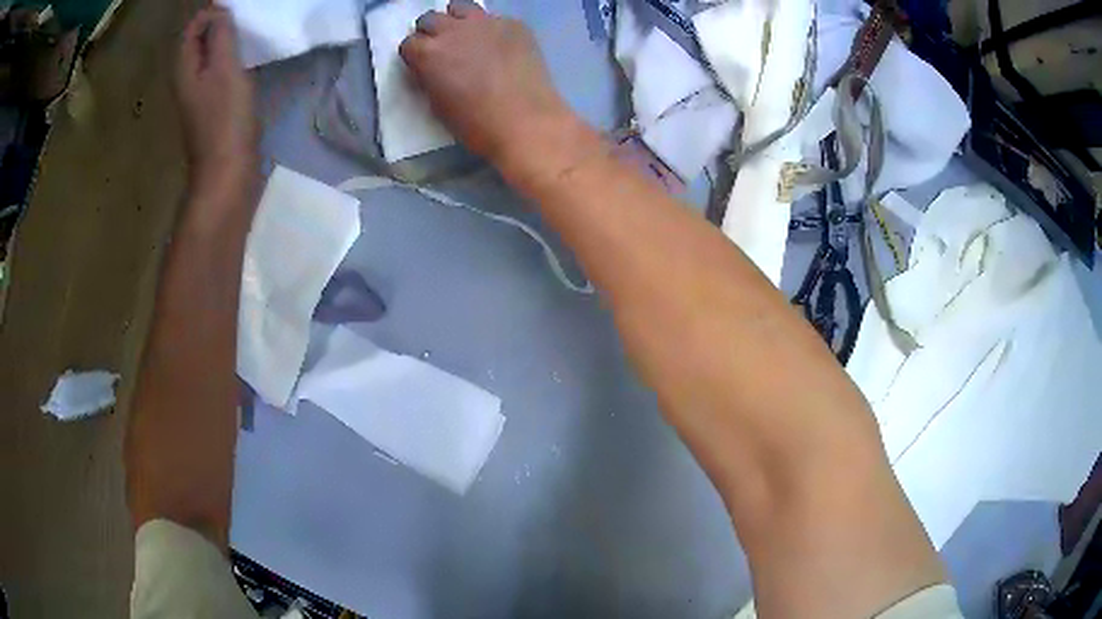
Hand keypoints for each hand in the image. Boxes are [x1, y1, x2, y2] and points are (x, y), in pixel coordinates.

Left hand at [176, 7, 256, 191]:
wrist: (227, 173)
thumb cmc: (225, 119)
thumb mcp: (224, 68)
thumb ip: (220, 35)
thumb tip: (219, 10)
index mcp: (184, 69)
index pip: (192, 28)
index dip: (212, 13)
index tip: (237, 9)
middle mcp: (187, 79)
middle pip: (200, 41)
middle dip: (220, 24)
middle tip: (245, 17)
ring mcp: (200, 94)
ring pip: (211, 56)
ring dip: (228, 41)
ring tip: (250, 32)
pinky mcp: (214, 107)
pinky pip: (220, 72)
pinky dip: (232, 60)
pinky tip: (249, 60)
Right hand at [399, 1, 578, 164]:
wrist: (525, 122)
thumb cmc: (476, 124)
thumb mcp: (437, 104)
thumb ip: (429, 78)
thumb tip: (430, 69)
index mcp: (427, 53)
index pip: (409, 43)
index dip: (415, 55)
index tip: (422, 65)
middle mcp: (452, 29)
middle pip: (431, 19)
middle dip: (432, 32)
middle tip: (444, 50)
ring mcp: (485, 22)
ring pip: (461, 7)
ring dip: (458, 20)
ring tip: (468, 37)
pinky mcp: (514, 24)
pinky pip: (495, 19)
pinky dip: (492, 29)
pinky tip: (502, 48)